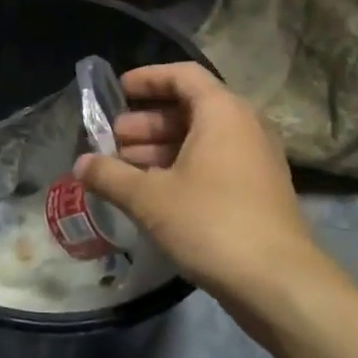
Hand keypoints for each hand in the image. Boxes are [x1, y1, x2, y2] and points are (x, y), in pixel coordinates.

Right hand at [74, 63, 344, 308]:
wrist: (278, 282)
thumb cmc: (210, 222)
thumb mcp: (150, 197)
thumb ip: (111, 175)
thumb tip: (80, 164)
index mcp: (223, 112)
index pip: (183, 75)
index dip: (148, 78)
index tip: (118, 90)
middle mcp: (245, 126)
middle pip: (190, 108)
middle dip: (147, 122)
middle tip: (112, 139)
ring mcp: (256, 160)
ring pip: (201, 139)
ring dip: (161, 148)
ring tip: (123, 168)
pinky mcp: (258, 191)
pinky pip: (215, 163)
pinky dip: (182, 167)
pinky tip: (152, 192)